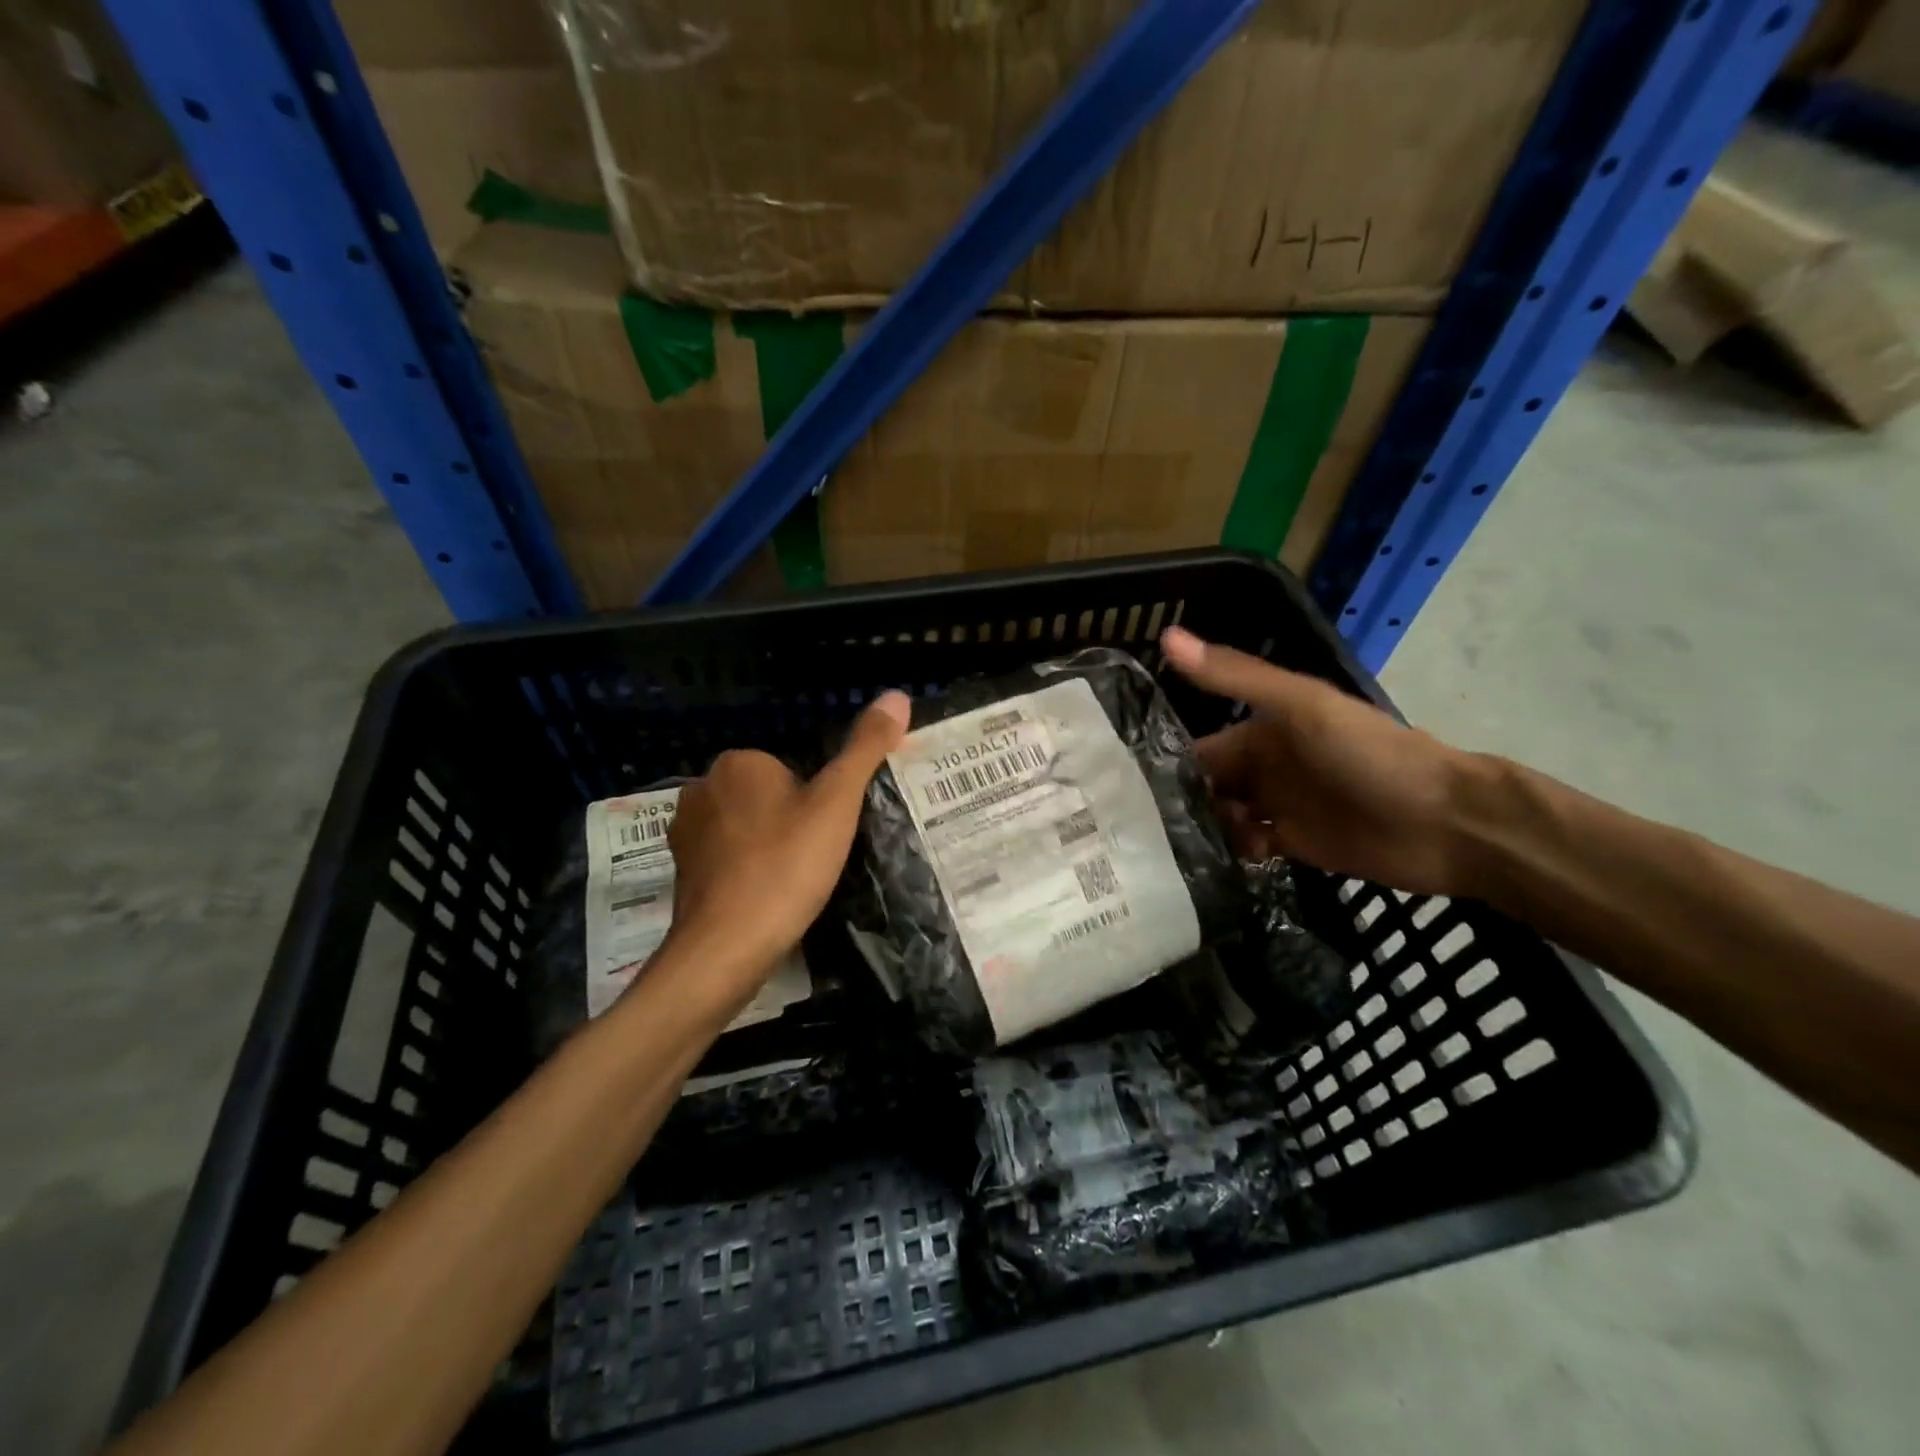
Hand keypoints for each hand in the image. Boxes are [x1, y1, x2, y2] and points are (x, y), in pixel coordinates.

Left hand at [663, 692, 910, 997]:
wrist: (726, 946)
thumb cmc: (786, 866)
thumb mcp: (838, 802)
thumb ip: (866, 748)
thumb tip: (897, 696)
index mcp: (739, 762)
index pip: (789, 768)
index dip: (814, 800)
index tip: (825, 833)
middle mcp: (701, 787)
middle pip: (766, 796)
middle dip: (788, 820)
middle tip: (812, 859)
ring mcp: (685, 832)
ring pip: (744, 827)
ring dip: (765, 846)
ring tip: (790, 881)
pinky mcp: (679, 871)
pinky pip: (724, 858)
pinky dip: (743, 872)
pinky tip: (763, 898)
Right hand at [1160, 627, 1474, 896]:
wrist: (1446, 822)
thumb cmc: (1369, 755)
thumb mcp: (1301, 706)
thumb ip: (1235, 677)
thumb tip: (1167, 636)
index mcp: (1263, 729)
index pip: (1200, 748)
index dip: (1165, 763)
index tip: (1124, 789)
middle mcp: (1266, 767)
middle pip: (1208, 785)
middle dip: (1177, 803)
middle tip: (1133, 830)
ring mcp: (1281, 807)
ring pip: (1223, 816)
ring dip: (1200, 829)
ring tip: (1164, 851)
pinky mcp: (1296, 845)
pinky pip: (1248, 846)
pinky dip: (1231, 851)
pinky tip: (1217, 861)